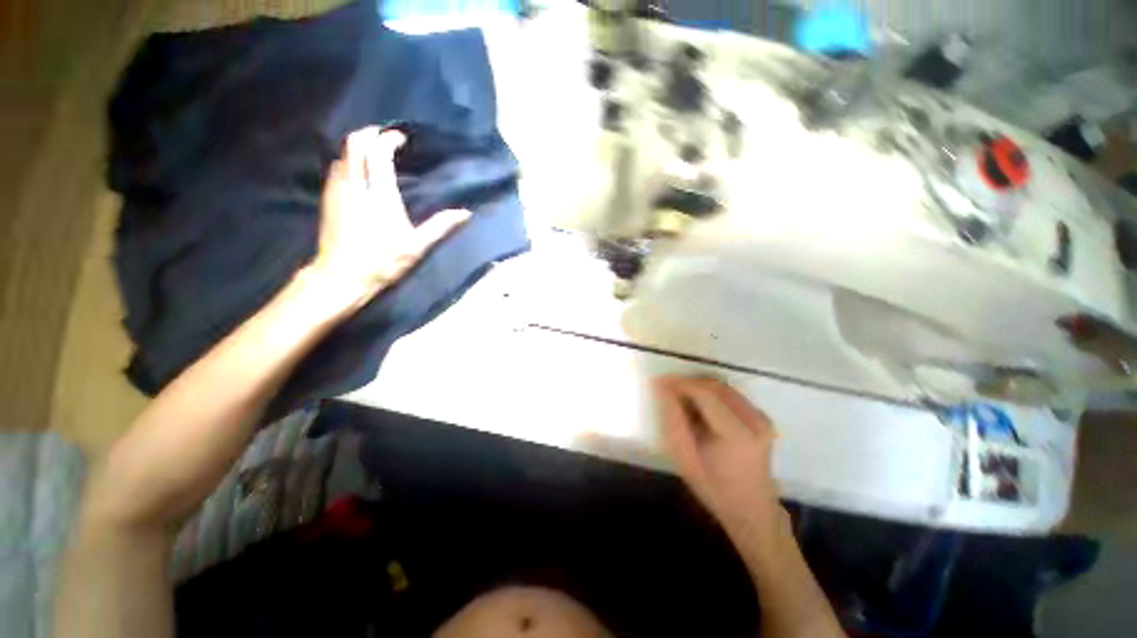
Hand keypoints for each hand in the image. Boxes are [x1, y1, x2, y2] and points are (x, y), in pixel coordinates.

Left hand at [309, 126, 469, 307]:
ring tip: (375, 152)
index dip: (388, 139)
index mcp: (379, 195)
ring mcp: (337, 190)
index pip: (378, 152)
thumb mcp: (416, 246)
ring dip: (358, 146)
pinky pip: (337, 166)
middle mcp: (355, 185)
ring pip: (343, 152)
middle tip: (386, 138)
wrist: (342, 276)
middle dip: (370, 133)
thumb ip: (440, 226)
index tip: (401, 139)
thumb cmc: (383, 262)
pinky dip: (349, 160)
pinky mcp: (328, 197)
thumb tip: (465, 213)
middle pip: (355, 142)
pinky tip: (360, 171)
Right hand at [654, 377, 787, 544]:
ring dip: (699, 388)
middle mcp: (755, 421)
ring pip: (722, 387)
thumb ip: (673, 420)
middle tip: (667, 391)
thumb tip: (661, 388)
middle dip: (688, 384)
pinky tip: (699, 409)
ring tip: (681, 400)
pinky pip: (730, 395)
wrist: (751, 510)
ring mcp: (762, 418)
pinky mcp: (762, 418)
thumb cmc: (714, 488)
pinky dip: (710, 395)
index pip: (705, 393)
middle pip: (715, 386)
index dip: (680, 384)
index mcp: (738, 434)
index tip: (658, 382)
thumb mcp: (685, 458)